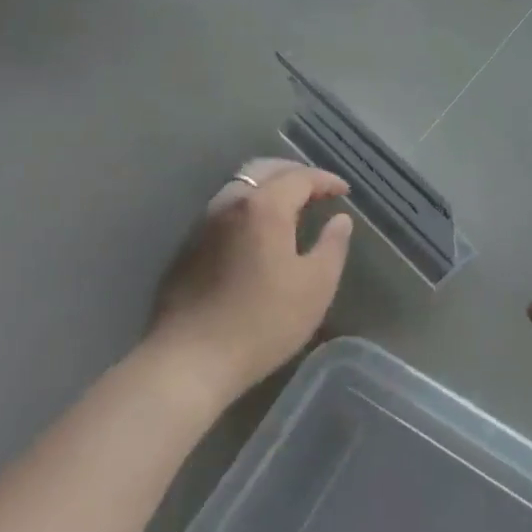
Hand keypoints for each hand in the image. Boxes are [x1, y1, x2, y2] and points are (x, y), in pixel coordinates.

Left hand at [148, 158, 353, 403]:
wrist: (189, 361)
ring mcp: (203, 224)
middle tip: (317, 190)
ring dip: (268, 187)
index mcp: (264, 207)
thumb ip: (332, 246)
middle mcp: (230, 203)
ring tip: (290, 206)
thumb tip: (340, 219)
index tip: (344, 191)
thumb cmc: (263, 322)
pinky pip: (224, 209)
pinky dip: (248, 207)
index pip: (300, 177)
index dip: (326, 180)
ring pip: (239, 187)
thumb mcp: (316, 286)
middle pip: (264, 170)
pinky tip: (257, 232)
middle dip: (294, 173)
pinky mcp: (187, 247)